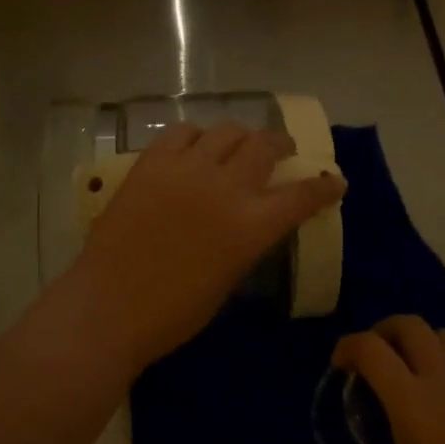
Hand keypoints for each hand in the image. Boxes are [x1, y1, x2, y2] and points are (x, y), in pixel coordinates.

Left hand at [69, 122, 344, 372]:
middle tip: (283, 150)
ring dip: (241, 136)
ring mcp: (186, 168)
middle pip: (265, 145)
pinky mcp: (153, 161)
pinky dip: (197, 137)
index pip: (302, 195)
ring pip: (227, 130)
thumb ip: (248, 240)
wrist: (108, 306)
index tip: (336, 180)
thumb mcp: (228, 279)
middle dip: (282, 144)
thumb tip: (256, 219)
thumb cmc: (173, 312)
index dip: (324, 186)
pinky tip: (195, 148)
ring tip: (239, 144)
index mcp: (250, 226)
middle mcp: (225, 187)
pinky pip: (183, 132)